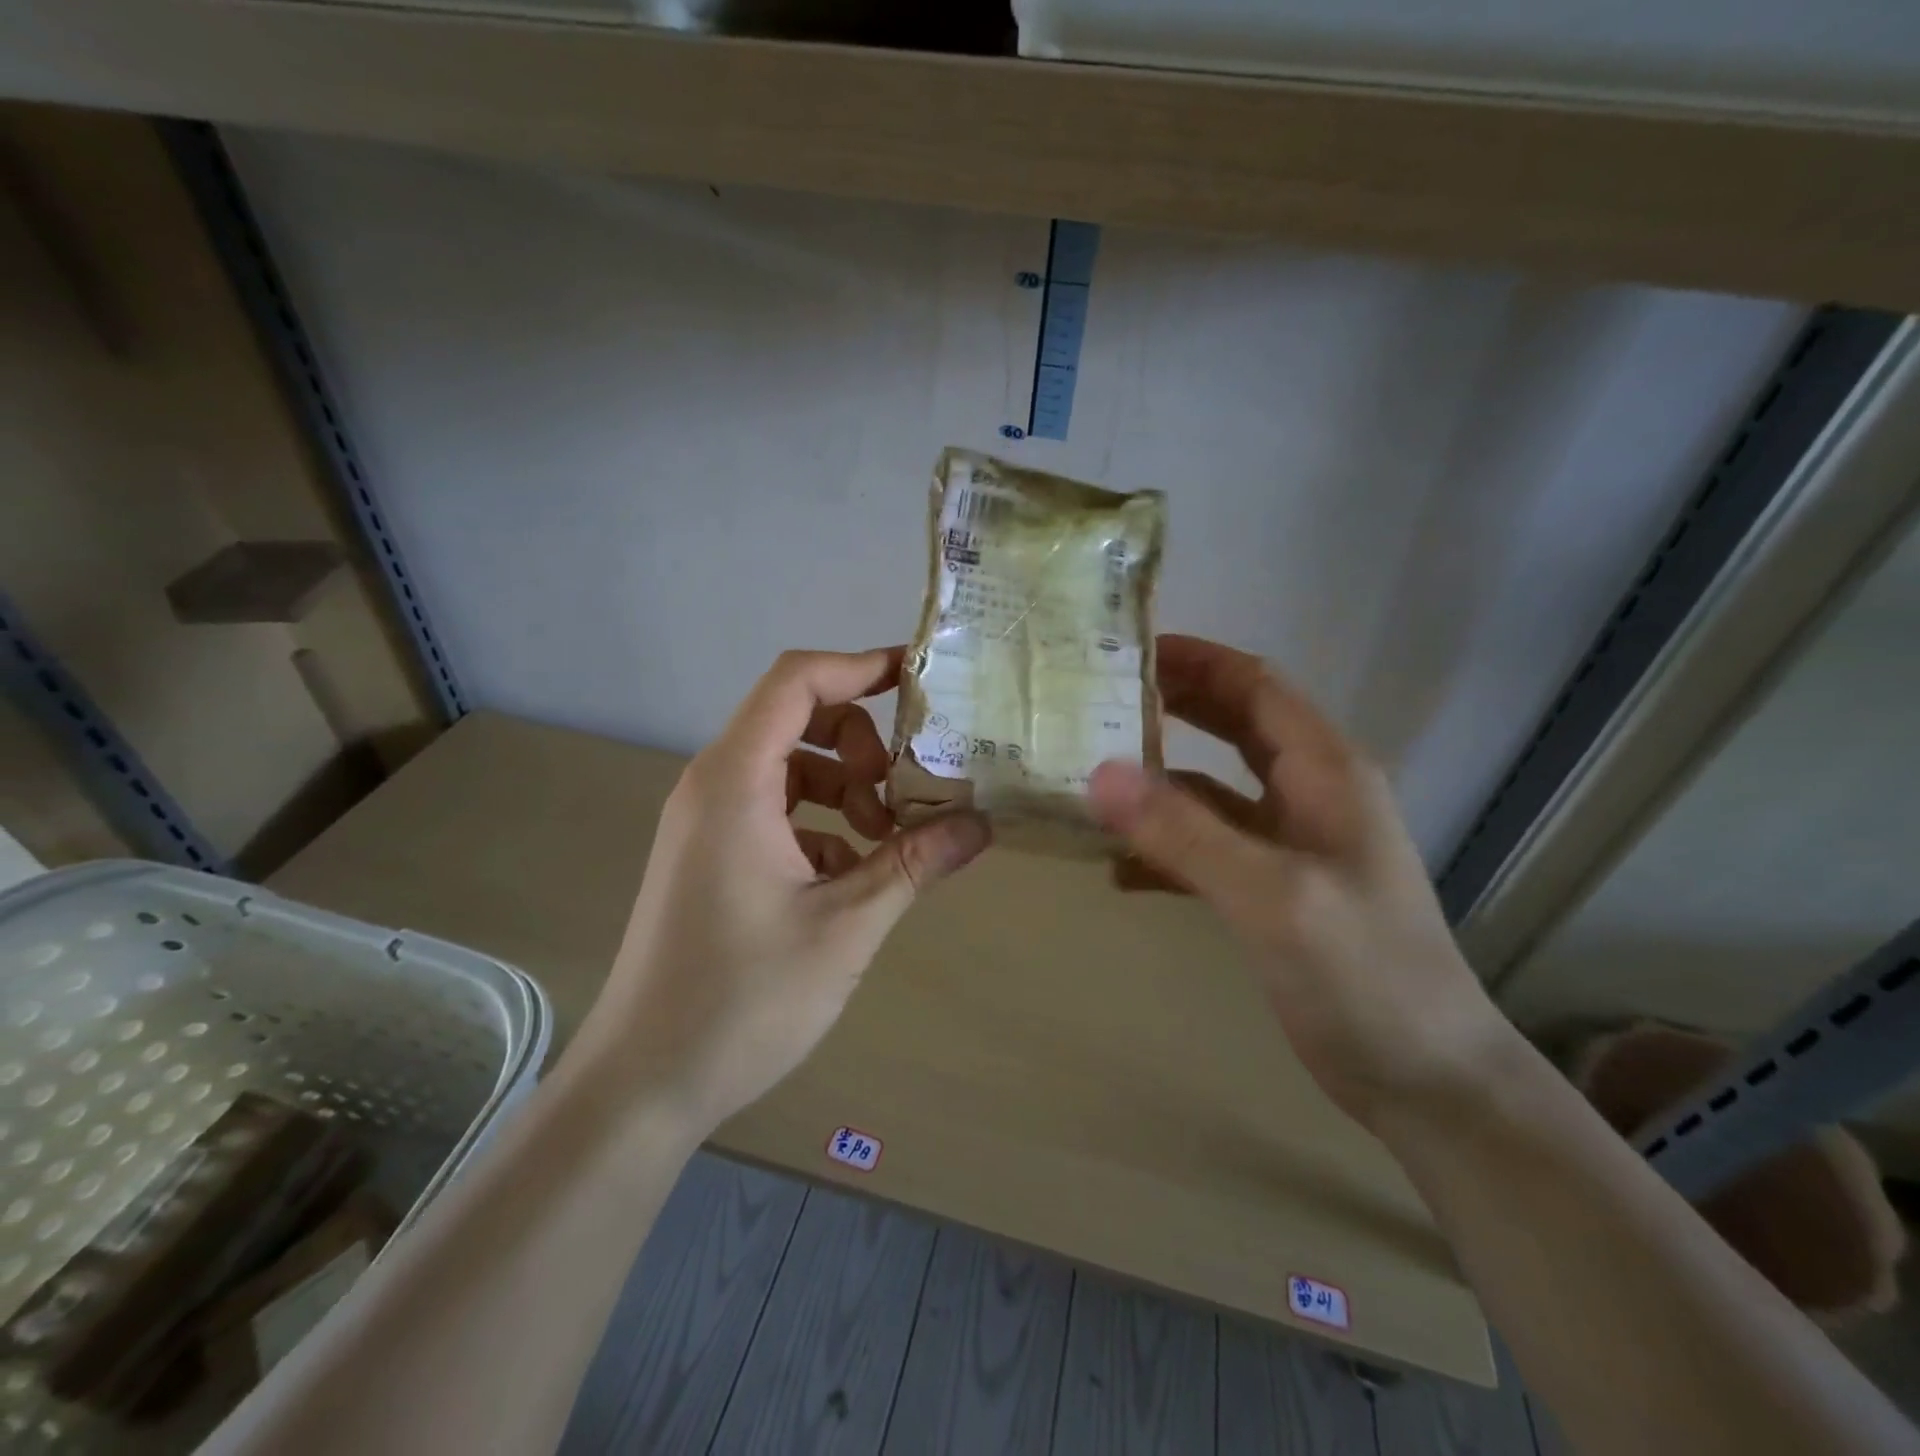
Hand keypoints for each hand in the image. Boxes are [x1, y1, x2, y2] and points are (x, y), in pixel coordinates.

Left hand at [583, 648, 990, 1129]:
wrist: (643, 1082)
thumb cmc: (742, 999)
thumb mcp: (847, 926)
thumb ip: (914, 863)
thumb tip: (981, 823)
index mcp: (735, 782)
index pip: (795, 682)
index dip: (859, 666)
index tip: (920, 681)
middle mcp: (713, 786)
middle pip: (794, 718)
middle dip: (860, 743)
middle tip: (902, 792)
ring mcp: (707, 823)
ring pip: (789, 768)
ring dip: (845, 787)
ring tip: (884, 841)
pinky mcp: (711, 856)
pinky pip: (774, 810)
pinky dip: (821, 823)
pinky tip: (849, 878)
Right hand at [1089, 635, 1508, 1127]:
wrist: (1428, 1081)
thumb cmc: (1364, 976)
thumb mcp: (1273, 897)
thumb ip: (1186, 833)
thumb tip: (1098, 774)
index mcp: (1325, 771)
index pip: (1255, 685)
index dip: (1195, 659)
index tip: (1127, 648)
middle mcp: (1311, 793)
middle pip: (1233, 725)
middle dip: (1170, 706)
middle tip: (1097, 699)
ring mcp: (1293, 843)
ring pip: (1214, 788)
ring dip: (1159, 779)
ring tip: (1092, 777)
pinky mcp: (1276, 889)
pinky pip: (1210, 846)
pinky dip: (1166, 846)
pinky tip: (1119, 868)